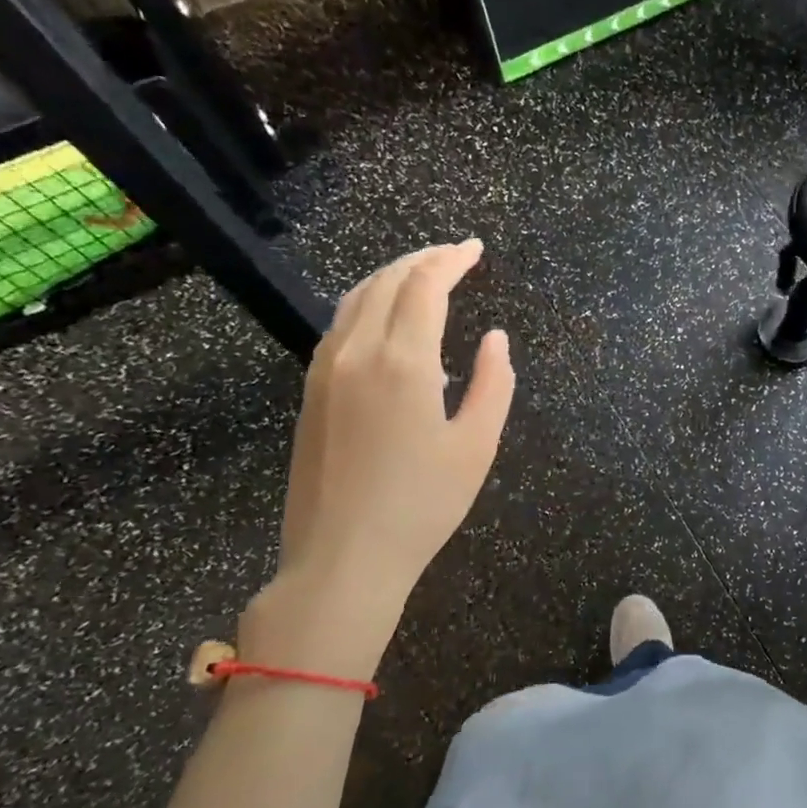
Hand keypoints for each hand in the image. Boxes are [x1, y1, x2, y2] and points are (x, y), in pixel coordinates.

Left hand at [240, 239, 514, 676]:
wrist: (342, 558)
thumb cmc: (421, 506)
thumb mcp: (477, 446)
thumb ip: (494, 383)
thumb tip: (495, 337)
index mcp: (402, 362)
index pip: (424, 286)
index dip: (451, 260)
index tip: (475, 248)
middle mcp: (357, 353)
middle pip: (387, 281)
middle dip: (423, 259)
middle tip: (455, 255)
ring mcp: (325, 370)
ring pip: (356, 298)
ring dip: (392, 276)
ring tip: (423, 274)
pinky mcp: (311, 391)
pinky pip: (340, 325)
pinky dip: (367, 302)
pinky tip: (386, 317)